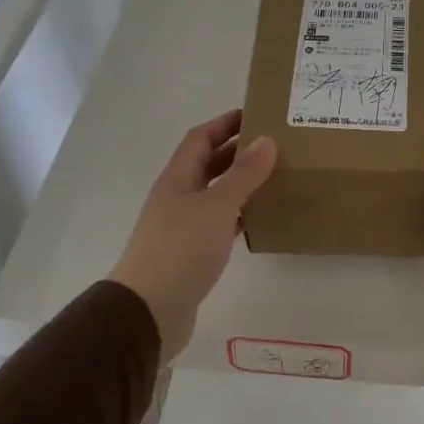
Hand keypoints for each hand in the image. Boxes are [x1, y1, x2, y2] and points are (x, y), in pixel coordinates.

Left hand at [110, 111, 276, 362]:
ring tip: (274, 177)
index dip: (225, 123)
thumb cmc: (181, 250)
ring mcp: (182, 226)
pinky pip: (219, 223)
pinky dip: (238, 215)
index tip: (256, 114)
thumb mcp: (217, 207)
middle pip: (207, 164)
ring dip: (240, 183)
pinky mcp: (191, 253)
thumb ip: (243, 175)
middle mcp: (177, 197)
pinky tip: (259, 219)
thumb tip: (266, 139)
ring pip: (215, 194)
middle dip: (236, 151)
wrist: (150, 309)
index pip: (201, 138)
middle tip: (274, 145)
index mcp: (178, 179)